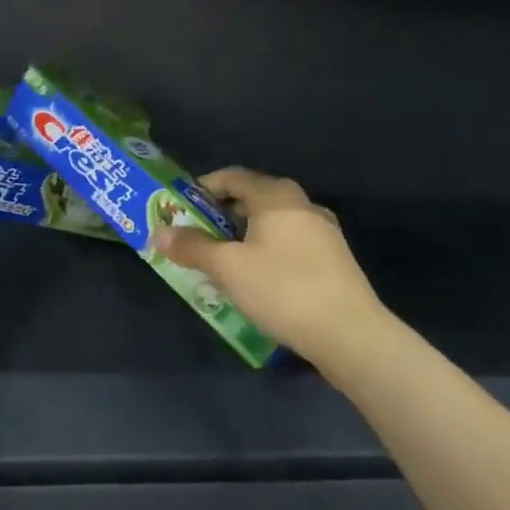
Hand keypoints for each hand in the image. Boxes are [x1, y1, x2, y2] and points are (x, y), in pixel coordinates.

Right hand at [152, 167, 389, 369]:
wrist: (350, 333)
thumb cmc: (282, 289)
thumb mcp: (228, 268)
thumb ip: (193, 247)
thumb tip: (159, 233)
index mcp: (276, 197)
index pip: (233, 176)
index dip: (204, 188)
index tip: (182, 207)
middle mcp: (302, 205)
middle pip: (254, 197)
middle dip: (222, 213)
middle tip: (197, 235)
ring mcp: (323, 231)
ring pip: (273, 222)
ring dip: (244, 234)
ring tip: (223, 260)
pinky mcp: (333, 259)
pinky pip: (289, 242)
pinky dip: (266, 249)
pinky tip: (257, 278)